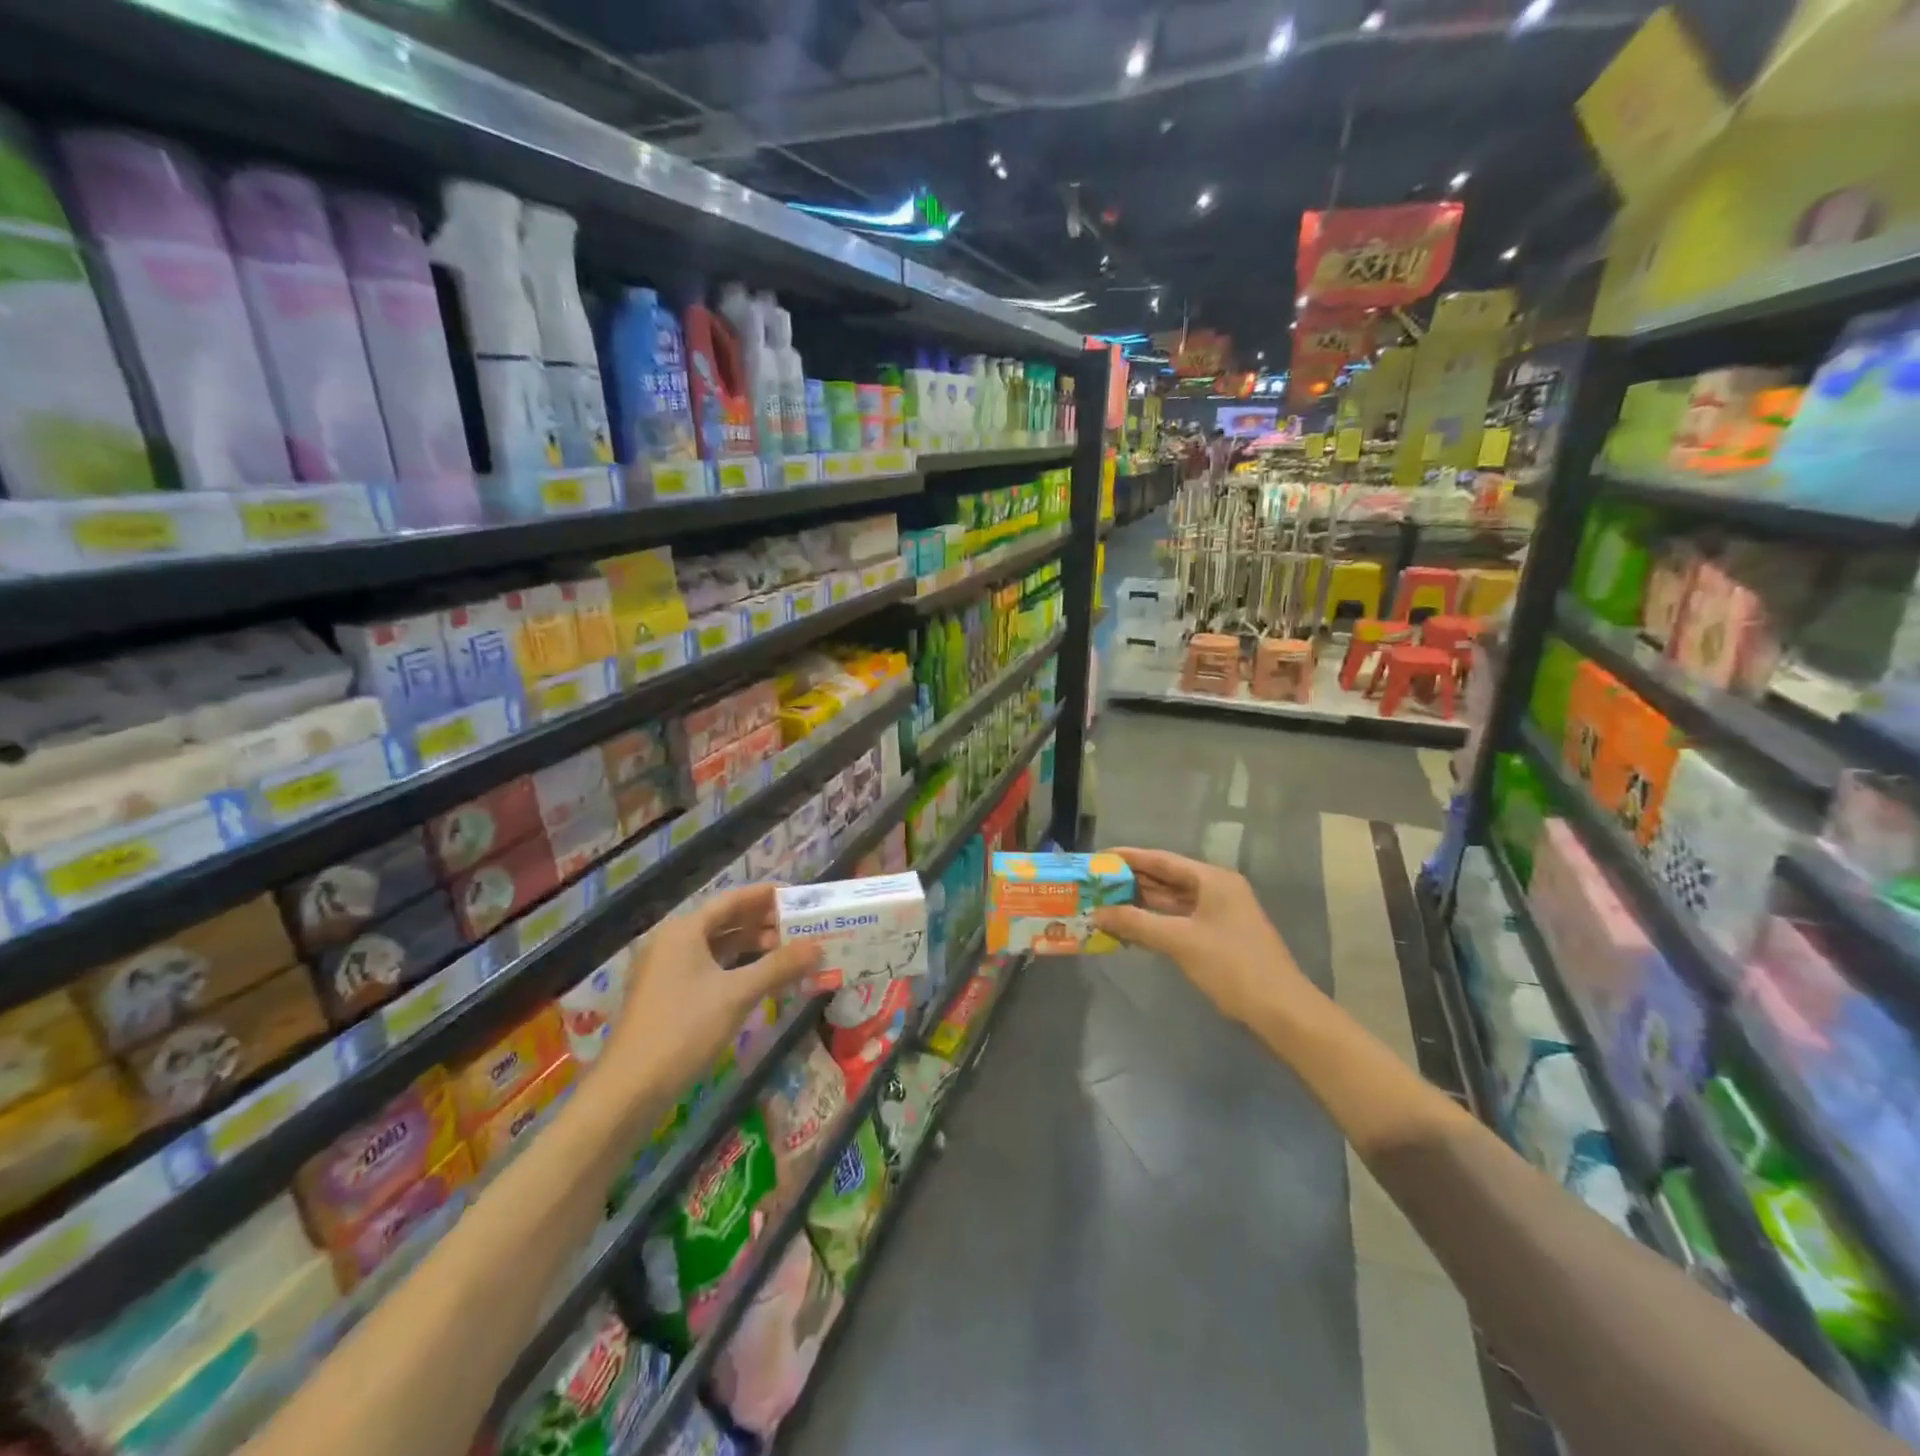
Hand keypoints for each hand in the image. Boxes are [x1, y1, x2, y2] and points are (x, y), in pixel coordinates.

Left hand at [601, 885, 819, 1107]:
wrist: (629, 1088)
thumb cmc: (684, 1029)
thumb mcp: (738, 994)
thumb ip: (779, 966)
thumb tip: (817, 946)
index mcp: (684, 930)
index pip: (731, 900)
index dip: (764, 896)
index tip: (796, 896)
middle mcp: (671, 942)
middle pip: (723, 922)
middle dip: (761, 923)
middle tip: (798, 926)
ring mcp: (664, 969)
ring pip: (715, 946)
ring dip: (749, 947)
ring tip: (785, 951)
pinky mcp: (664, 995)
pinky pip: (706, 968)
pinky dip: (734, 967)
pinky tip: (757, 979)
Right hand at [1092, 847, 1314, 1027]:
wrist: (1281, 1010)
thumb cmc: (1231, 966)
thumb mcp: (1180, 941)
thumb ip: (1136, 923)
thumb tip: (1097, 913)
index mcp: (1212, 879)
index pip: (1162, 860)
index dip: (1129, 858)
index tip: (1098, 858)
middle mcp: (1217, 889)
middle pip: (1167, 879)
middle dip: (1132, 882)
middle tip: (1096, 884)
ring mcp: (1219, 914)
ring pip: (1172, 901)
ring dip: (1141, 904)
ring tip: (1105, 904)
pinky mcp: (1218, 936)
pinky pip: (1179, 920)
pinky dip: (1155, 922)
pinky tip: (1131, 928)